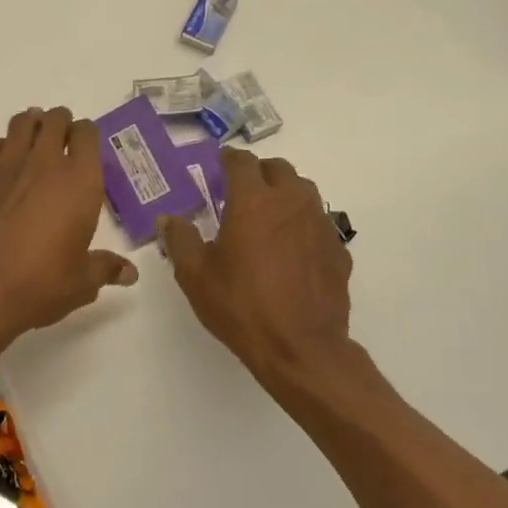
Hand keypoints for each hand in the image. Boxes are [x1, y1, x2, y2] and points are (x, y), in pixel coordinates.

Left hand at [0, 106, 138, 336]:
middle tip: (60, 141)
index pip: (87, 133)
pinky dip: (0, 147)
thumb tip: (130, 273)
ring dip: (30, 126)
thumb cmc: (39, 284)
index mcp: (79, 180)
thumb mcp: (81, 282)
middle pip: (54, 119)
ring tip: (32, 141)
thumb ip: (105, 268)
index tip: (84, 147)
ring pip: (21, 123)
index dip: (86, 135)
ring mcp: (5, 165)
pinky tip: (1, 167)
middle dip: (60, 124)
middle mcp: (43, 162)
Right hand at [159, 147, 355, 392]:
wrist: (302, 348)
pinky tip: (290, 251)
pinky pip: (318, 223)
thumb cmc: (242, 306)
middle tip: (239, 193)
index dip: (227, 159)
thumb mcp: (196, 275)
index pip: (242, 161)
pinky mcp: (339, 250)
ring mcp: (320, 225)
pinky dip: (302, 225)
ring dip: (283, 194)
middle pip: (278, 168)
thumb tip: (168, 219)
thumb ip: (180, 240)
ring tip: (266, 218)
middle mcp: (291, 202)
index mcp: (254, 201)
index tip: (218, 166)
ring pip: (303, 191)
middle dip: (258, 173)